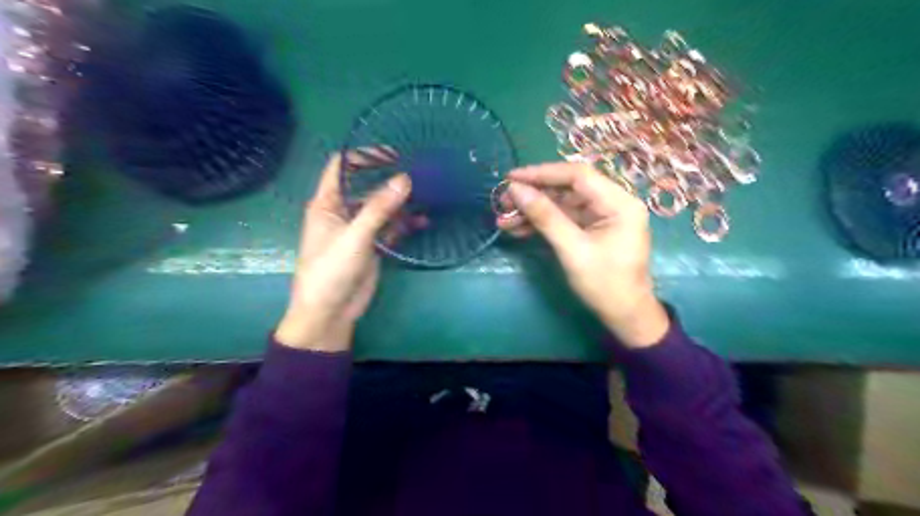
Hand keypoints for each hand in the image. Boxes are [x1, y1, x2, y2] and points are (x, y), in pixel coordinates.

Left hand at [274, 149, 410, 350]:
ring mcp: (359, 229)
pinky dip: (406, 223)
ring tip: (427, 194)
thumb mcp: (354, 237)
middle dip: (389, 178)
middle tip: (417, 172)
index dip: (362, 156)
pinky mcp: (373, 245)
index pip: (341, 166)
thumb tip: (405, 179)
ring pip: (382, 207)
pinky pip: (391, 228)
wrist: (330, 312)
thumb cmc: (330, 271)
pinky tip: (425, 221)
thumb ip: (379, 208)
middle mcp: (343, 211)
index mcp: (327, 203)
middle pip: (366, 185)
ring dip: (401, 202)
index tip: (392, 154)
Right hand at [497, 163, 669, 348]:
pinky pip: (562, 218)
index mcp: (619, 202)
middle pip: (567, 188)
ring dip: (532, 211)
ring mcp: (600, 215)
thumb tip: (516, 189)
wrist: (624, 315)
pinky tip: (517, 228)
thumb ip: (545, 217)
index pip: (577, 175)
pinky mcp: (590, 228)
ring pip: (561, 203)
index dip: (542, 173)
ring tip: (503, 219)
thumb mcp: (572, 250)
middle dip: (533, 194)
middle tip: (503, 201)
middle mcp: (612, 202)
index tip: (511, 178)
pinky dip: (541, 223)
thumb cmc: (605, 284)